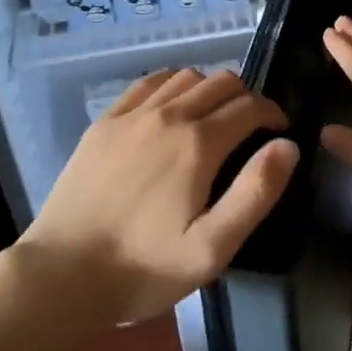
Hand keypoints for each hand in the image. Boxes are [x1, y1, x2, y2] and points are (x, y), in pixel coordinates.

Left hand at [16, 68, 299, 326]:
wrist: (63, 274)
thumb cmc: (145, 268)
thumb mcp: (213, 247)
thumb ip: (255, 192)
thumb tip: (288, 146)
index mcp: (197, 144)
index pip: (249, 106)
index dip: (273, 113)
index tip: (280, 131)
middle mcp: (167, 115)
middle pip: (220, 82)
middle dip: (246, 97)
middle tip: (252, 127)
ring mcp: (130, 115)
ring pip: (184, 77)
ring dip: (209, 88)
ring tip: (213, 118)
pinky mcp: (103, 124)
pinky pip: (146, 84)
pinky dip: (170, 86)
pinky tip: (170, 109)